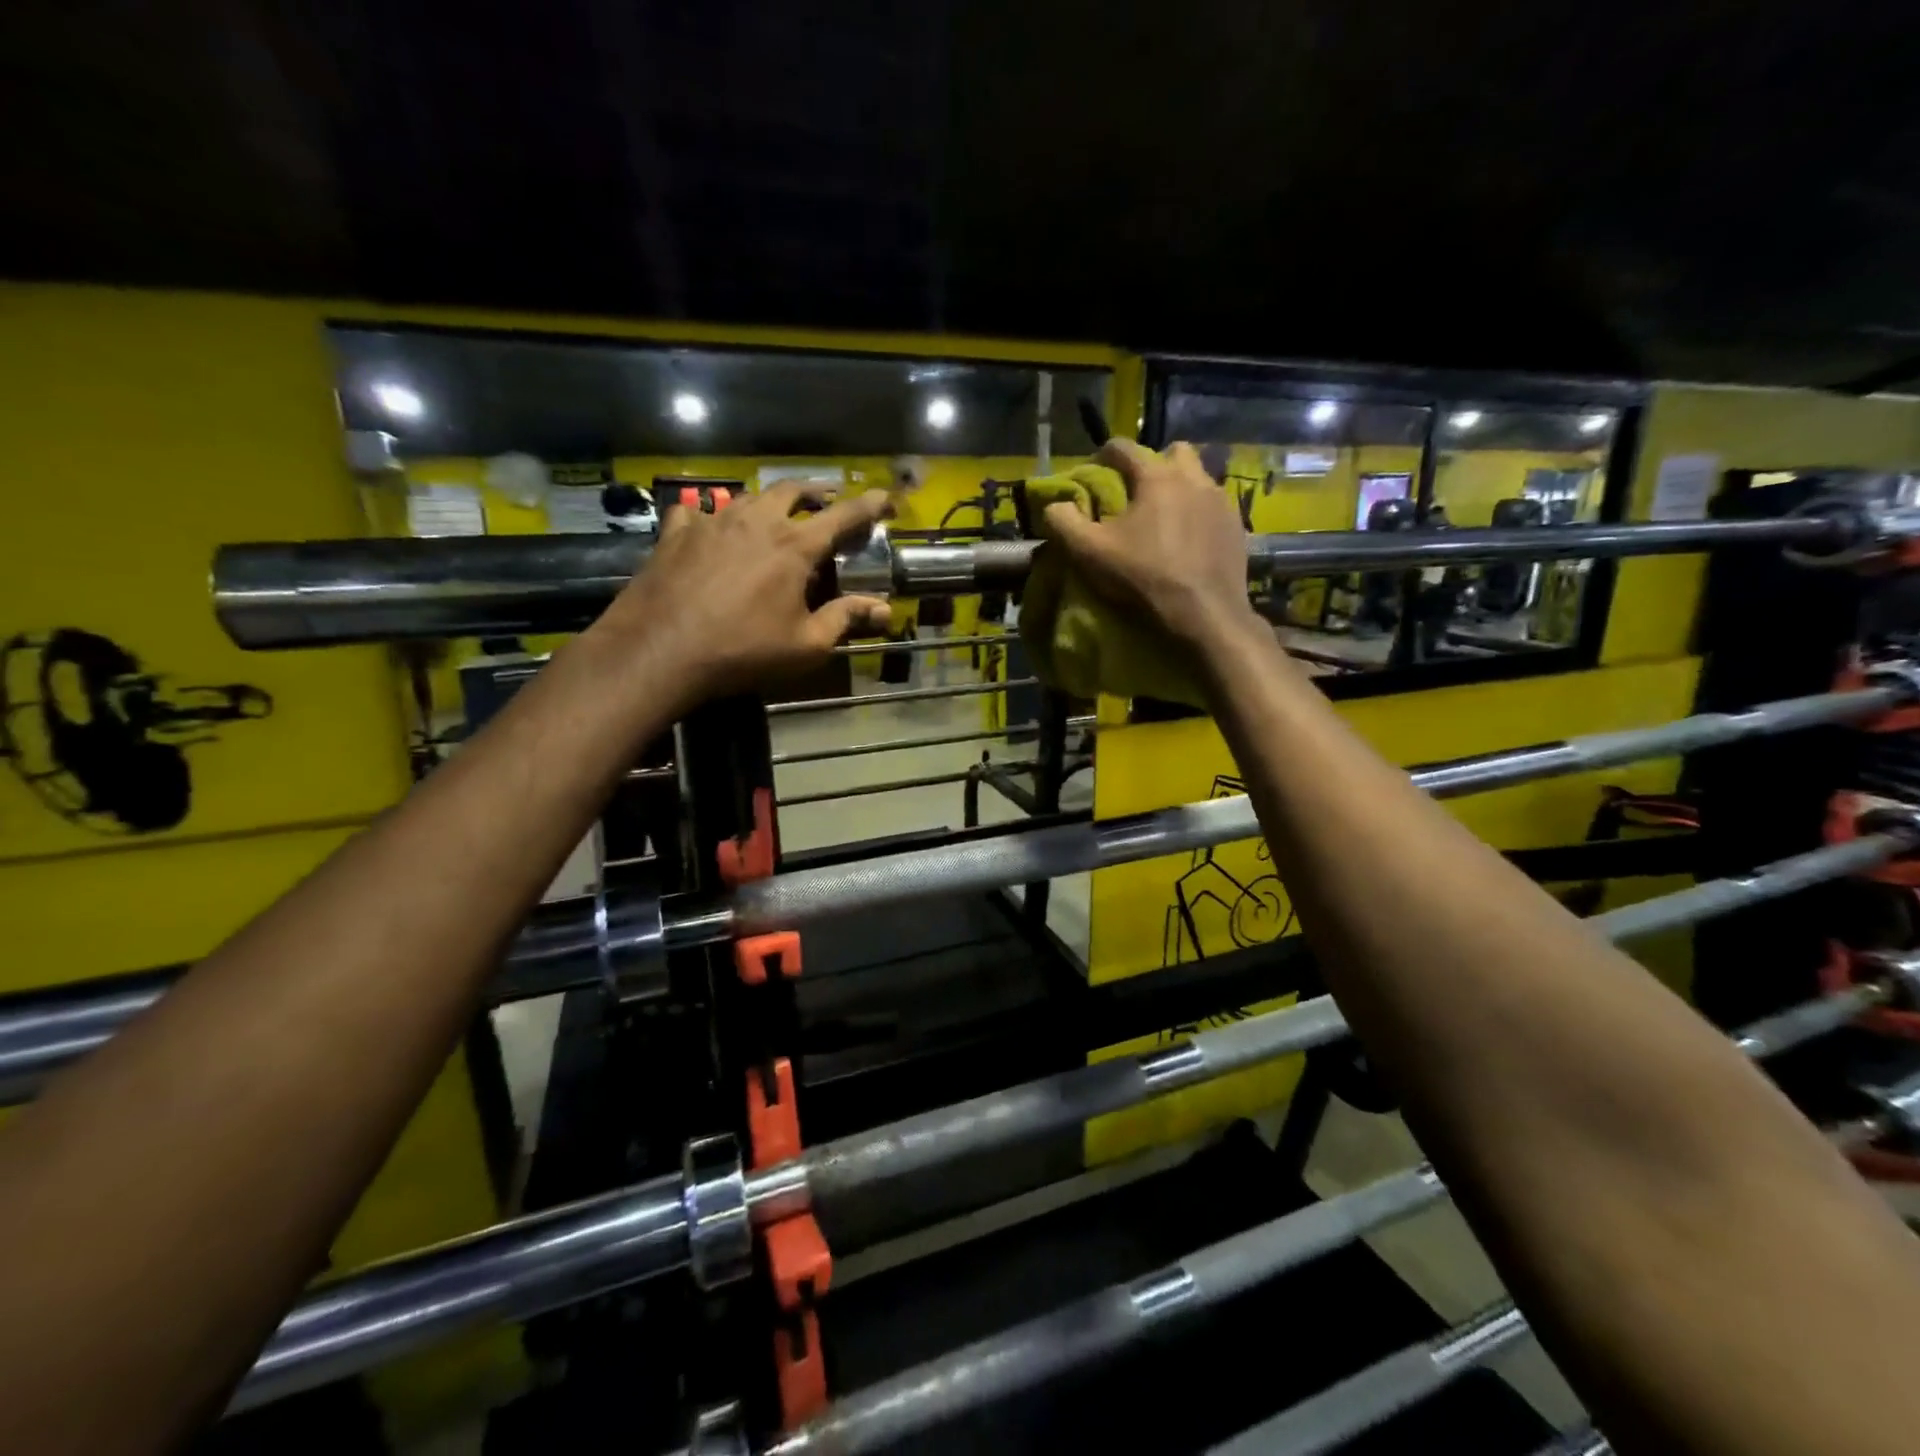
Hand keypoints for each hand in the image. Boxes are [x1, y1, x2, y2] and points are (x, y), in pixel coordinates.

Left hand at [594, 483, 893, 701]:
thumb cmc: (743, 650)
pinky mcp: (677, 532)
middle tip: (826, 502)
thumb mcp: (806, 645)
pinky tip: (709, 527)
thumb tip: (884, 609)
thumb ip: (845, 620)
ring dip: (769, 502)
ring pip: (749, 496)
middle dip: (816, 493)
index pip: (843, 516)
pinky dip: (712, 515)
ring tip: (774, 515)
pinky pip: (699, 511)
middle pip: (793, 491)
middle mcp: (757, 520)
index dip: (869, 505)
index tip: (884, 498)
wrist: (660, 649)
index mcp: (795, 546)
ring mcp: (713, 521)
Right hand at [1042, 439, 1256, 645]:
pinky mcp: (1236, 527)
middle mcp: (1194, 478)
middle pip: (1173, 452)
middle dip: (1153, 464)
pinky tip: (1188, 540)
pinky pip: (1214, 507)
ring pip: (1199, 478)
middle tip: (1136, 494)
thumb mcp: (1089, 553)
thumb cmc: (1143, 578)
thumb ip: (1064, 522)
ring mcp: (1221, 502)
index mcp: (1156, 477)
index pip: (1124, 447)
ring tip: (1163, 517)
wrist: (1204, 615)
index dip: (1103, 456)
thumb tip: (1054, 505)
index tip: (1094, 474)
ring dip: (1180, 488)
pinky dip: (1198, 514)